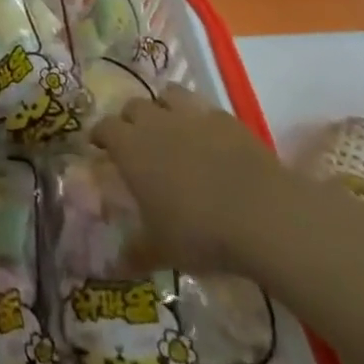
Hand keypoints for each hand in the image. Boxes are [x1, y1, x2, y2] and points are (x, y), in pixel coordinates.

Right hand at [94, 86, 301, 273]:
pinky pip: (204, 110)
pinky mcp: (226, 120)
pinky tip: (210, 141)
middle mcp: (155, 122)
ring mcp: (192, 116)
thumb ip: (136, 252)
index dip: (100, 135)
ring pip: (167, 95)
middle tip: (137, 142)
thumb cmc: (199, 232)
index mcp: (130, 148)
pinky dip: (201, 120)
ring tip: (171, 129)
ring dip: (164, 108)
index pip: (104, 128)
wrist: (262, 215)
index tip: (100, 146)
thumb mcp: (162, 250)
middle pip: (133, 107)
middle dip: (131, 120)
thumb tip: (115, 267)